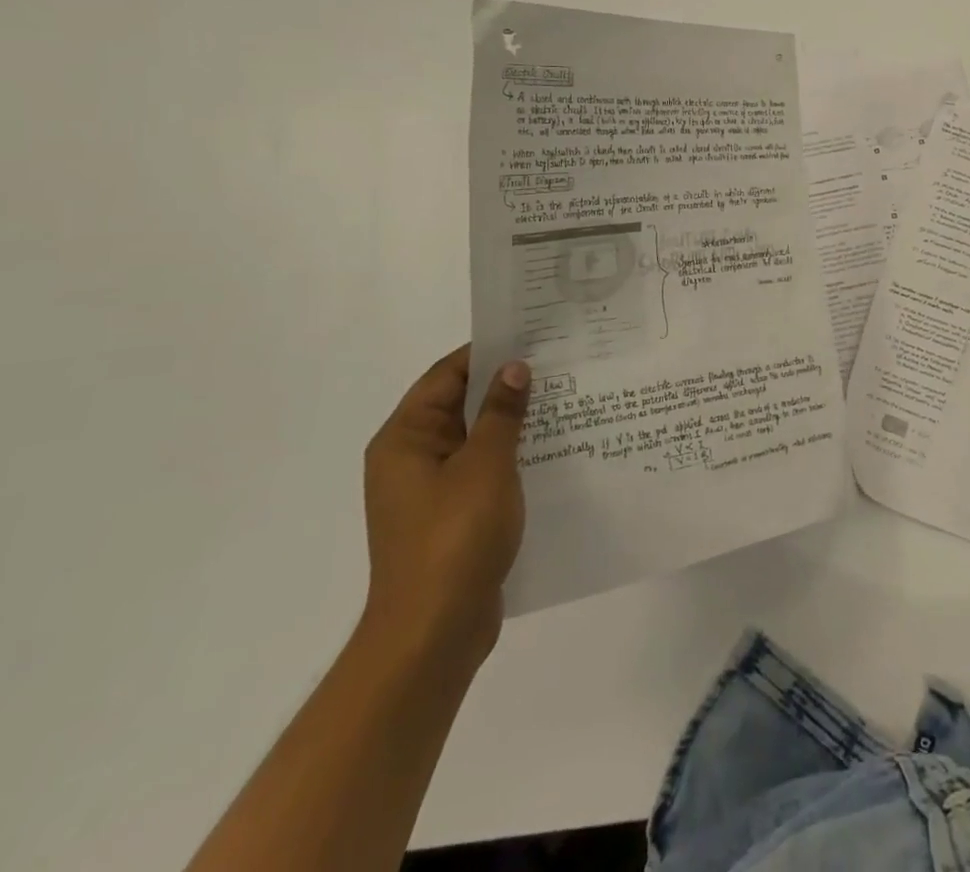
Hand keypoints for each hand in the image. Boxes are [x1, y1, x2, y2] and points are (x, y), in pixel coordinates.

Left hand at [361, 345, 529, 670]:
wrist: (432, 633)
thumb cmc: (454, 537)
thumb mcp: (486, 464)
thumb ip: (501, 412)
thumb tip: (514, 367)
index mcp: (405, 438)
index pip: (446, 375)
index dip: (487, 352)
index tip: (532, 336)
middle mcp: (410, 459)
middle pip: (460, 404)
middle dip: (505, 385)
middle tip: (558, 364)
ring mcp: (429, 491)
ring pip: (475, 438)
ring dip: (512, 422)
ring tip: (563, 401)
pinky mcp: (449, 516)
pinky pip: (481, 470)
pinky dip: (510, 455)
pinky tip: (549, 451)